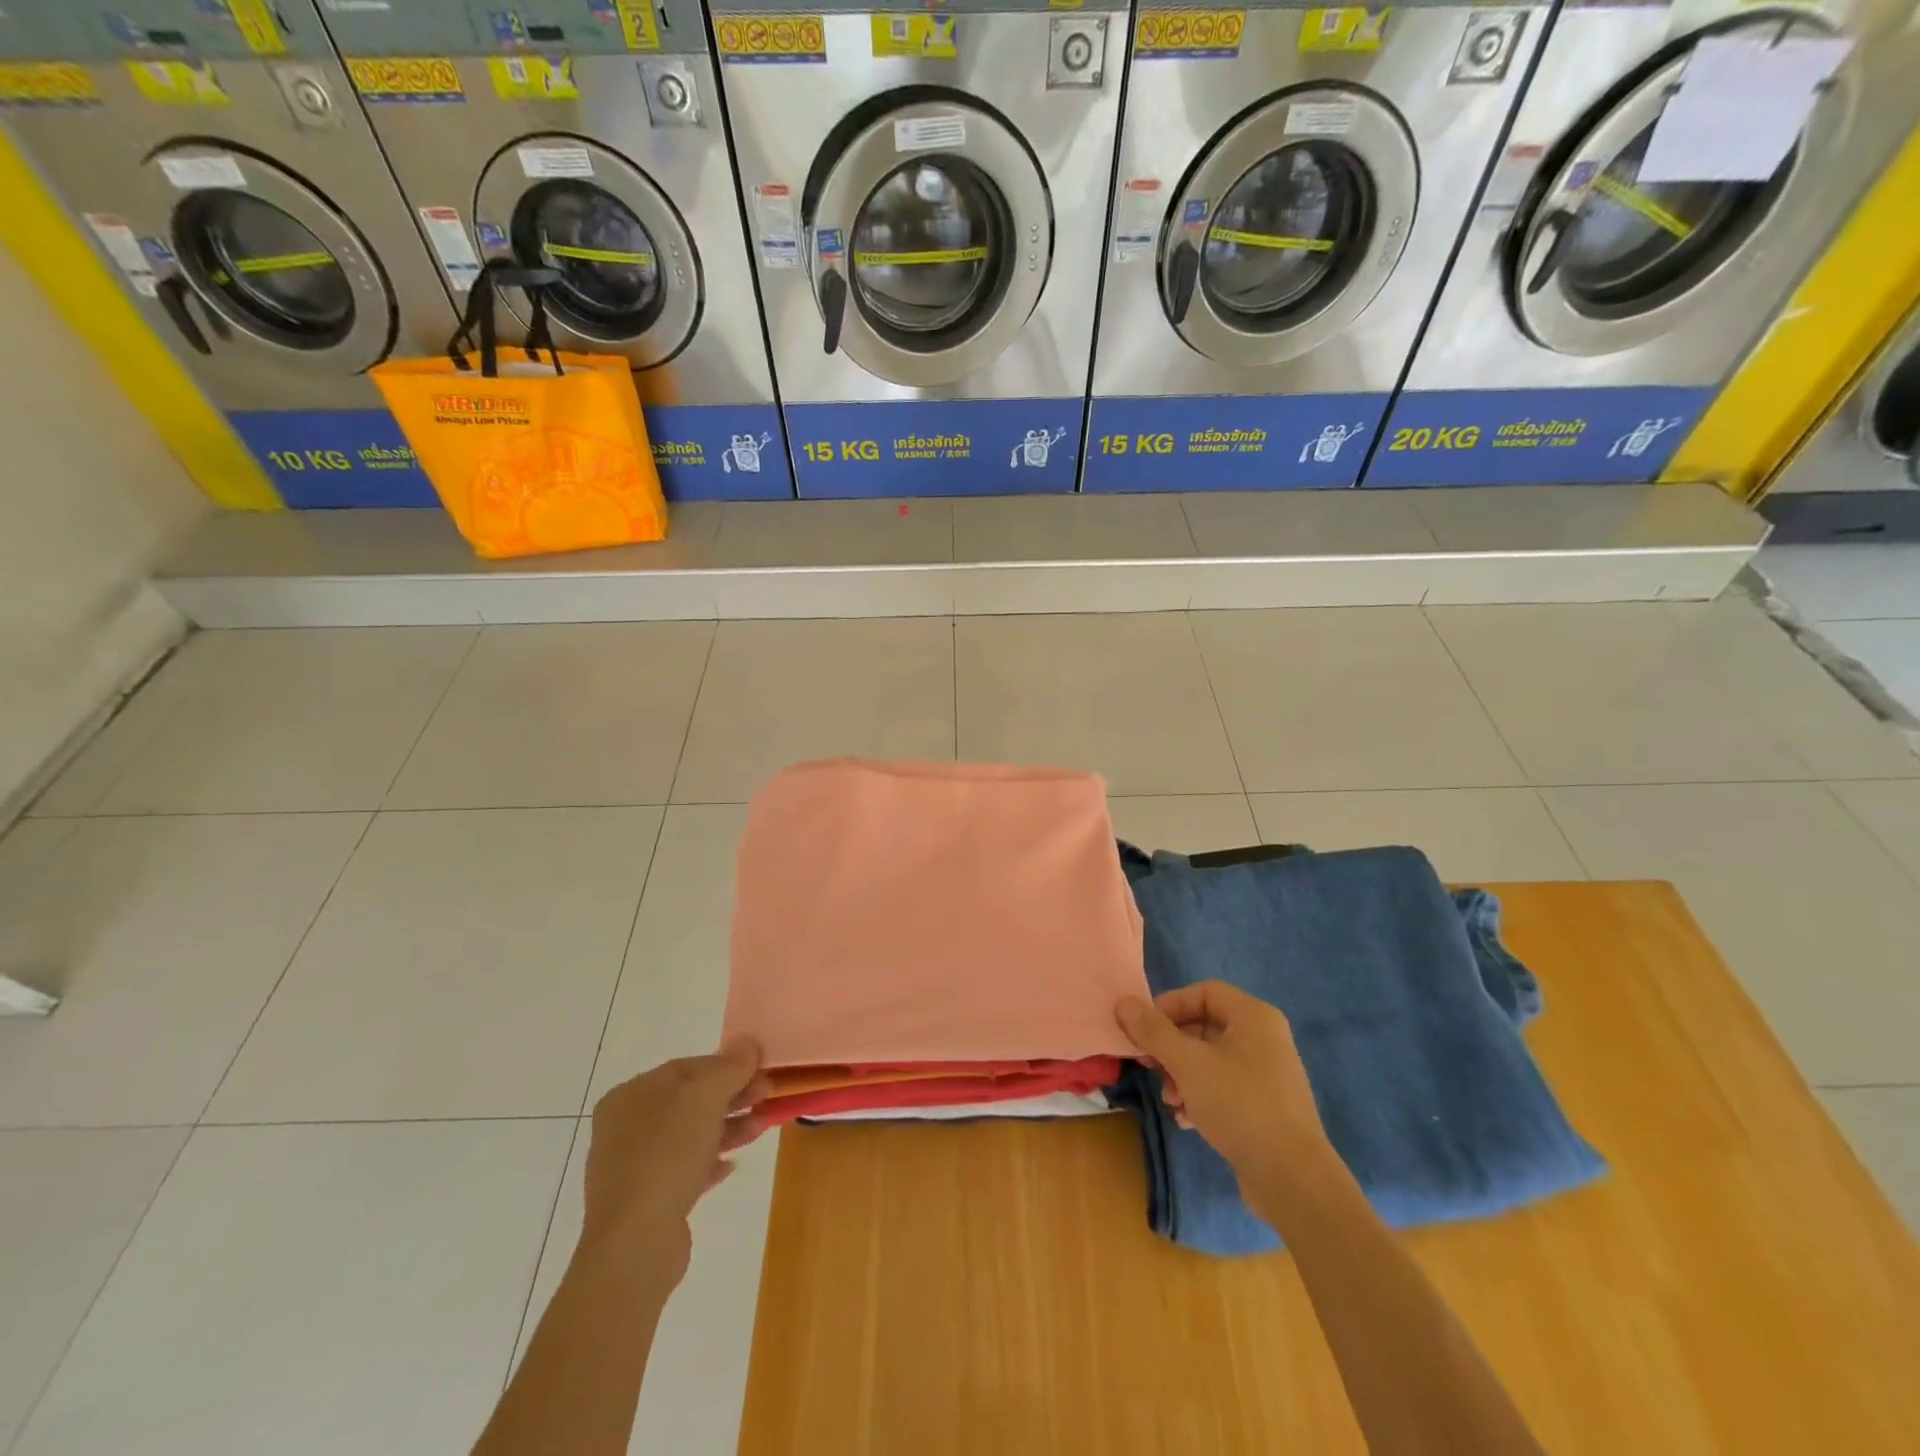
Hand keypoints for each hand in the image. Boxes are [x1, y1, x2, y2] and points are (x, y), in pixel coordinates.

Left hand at [579, 1038, 768, 1287]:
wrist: (636, 1244)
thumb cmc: (667, 1155)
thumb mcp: (705, 1097)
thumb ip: (730, 1066)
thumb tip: (747, 1042)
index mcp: (631, 1095)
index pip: (687, 1067)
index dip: (727, 1066)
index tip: (761, 1071)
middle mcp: (625, 1126)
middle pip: (689, 1100)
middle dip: (732, 1096)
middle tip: (767, 1095)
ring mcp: (632, 1165)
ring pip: (690, 1134)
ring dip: (728, 1127)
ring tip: (762, 1127)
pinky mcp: (644, 1200)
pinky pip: (684, 1168)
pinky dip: (710, 1160)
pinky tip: (732, 1164)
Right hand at [1117, 982, 1329, 1185]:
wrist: (1293, 1179)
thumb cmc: (1239, 1105)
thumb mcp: (1188, 1063)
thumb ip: (1153, 1031)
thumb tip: (1123, 1003)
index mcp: (1253, 1017)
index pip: (1204, 992)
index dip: (1170, 1005)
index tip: (1145, 1031)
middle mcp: (1264, 1039)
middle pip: (1205, 1026)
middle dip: (1172, 1047)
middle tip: (1151, 1067)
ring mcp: (1268, 1074)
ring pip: (1211, 1060)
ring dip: (1182, 1075)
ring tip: (1171, 1101)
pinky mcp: (1266, 1107)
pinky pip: (1224, 1087)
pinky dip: (1201, 1096)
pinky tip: (1187, 1119)